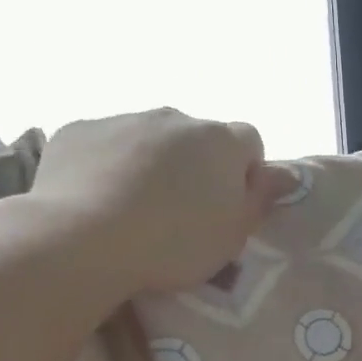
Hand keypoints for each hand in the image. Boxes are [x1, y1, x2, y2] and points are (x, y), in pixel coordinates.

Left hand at [27, 108, 298, 293]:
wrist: (83, 238)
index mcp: (220, 140)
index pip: (250, 142)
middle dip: (195, 166)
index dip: (245, 173)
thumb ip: (260, 198)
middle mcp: (174, 117)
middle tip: (182, 213)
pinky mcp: (78, 130)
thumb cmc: (175, 242)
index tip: (230, 206)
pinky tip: (97, 201)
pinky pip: (104, 144)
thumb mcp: (233, 234)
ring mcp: (123, 118)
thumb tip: (283, 173)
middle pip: (196, 138)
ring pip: (149, 138)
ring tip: (134, 210)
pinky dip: (106, 165)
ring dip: (151, 164)